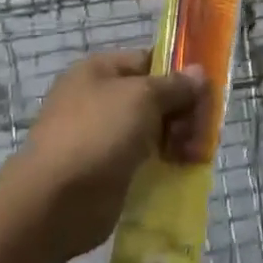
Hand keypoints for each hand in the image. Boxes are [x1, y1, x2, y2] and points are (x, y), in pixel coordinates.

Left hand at [17, 50, 205, 262]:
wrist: (55, 202)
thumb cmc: (98, 133)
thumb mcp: (143, 97)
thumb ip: (175, 85)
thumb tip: (198, 72)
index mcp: (99, 70)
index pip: (150, 60)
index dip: (179, 72)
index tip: (206, 90)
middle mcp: (99, 99)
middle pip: (156, 96)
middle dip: (183, 110)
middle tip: (202, 129)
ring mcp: (103, 136)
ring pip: (154, 129)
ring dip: (179, 138)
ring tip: (194, 154)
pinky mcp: (109, 169)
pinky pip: (146, 158)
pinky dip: (166, 161)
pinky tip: (183, 168)